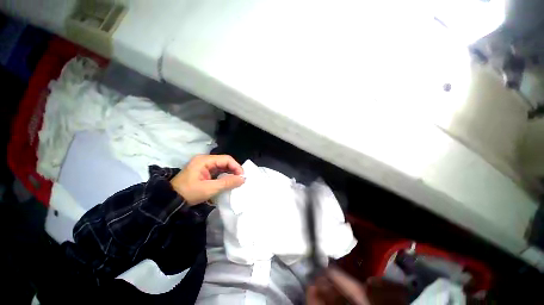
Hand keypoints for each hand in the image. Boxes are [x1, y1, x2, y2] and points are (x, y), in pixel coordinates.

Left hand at [170, 155, 244, 204]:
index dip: (236, 166)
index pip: (226, 159)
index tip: (242, 176)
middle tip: (241, 179)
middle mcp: (205, 160)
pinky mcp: (203, 171)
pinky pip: (217, 171)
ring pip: (222, 166)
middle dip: (234, 170)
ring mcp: (203, 165)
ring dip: (230, 173)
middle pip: (224, 161)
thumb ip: (227, 183)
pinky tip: (228, 181)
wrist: (170, 201)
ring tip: (236, 181)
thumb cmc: (189, 193)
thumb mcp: (209, 189)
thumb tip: (243, 179)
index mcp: (205, 160)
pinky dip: (224, 176)